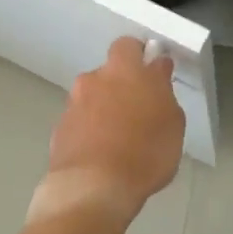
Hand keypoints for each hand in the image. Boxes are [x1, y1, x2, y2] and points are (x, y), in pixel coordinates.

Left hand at [34, 37, 184, 222]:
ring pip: (93, 98)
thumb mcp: (172, 122)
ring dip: (105, 109)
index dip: (143, 57)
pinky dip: (90, 131)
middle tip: (139, 110)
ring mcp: (73, 104)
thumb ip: (163, 91)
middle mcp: (94, 79)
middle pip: (109, 73)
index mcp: (124, 70)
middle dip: (122, 85)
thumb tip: (156, 72)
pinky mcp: (59, 130)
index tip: (155, 73)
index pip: (130, 46)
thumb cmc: (144, 152)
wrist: (93, 187)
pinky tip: (102, 154)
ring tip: (120, 139)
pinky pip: (81, 122)